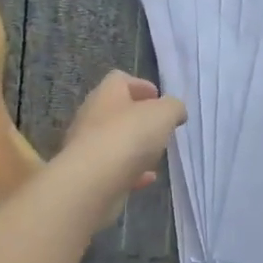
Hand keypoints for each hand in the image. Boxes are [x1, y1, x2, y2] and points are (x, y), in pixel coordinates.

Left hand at [58, 71, 186, 221]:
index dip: (141, 86)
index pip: (120, 80)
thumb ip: (173, 108)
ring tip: (155, 154)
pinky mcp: (86, 174)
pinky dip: (130, 172)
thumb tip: (176, 110)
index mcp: (106, 94)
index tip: (158, 98)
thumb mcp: (164, 114)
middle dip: (138, 118)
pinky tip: (147, 179)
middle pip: (116, 111)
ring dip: (134, 146)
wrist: (92, 182)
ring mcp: (86, 147)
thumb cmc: (129, 136)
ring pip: (113, 141)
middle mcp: (91, 116)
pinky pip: (112, 168)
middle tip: (159, 127)